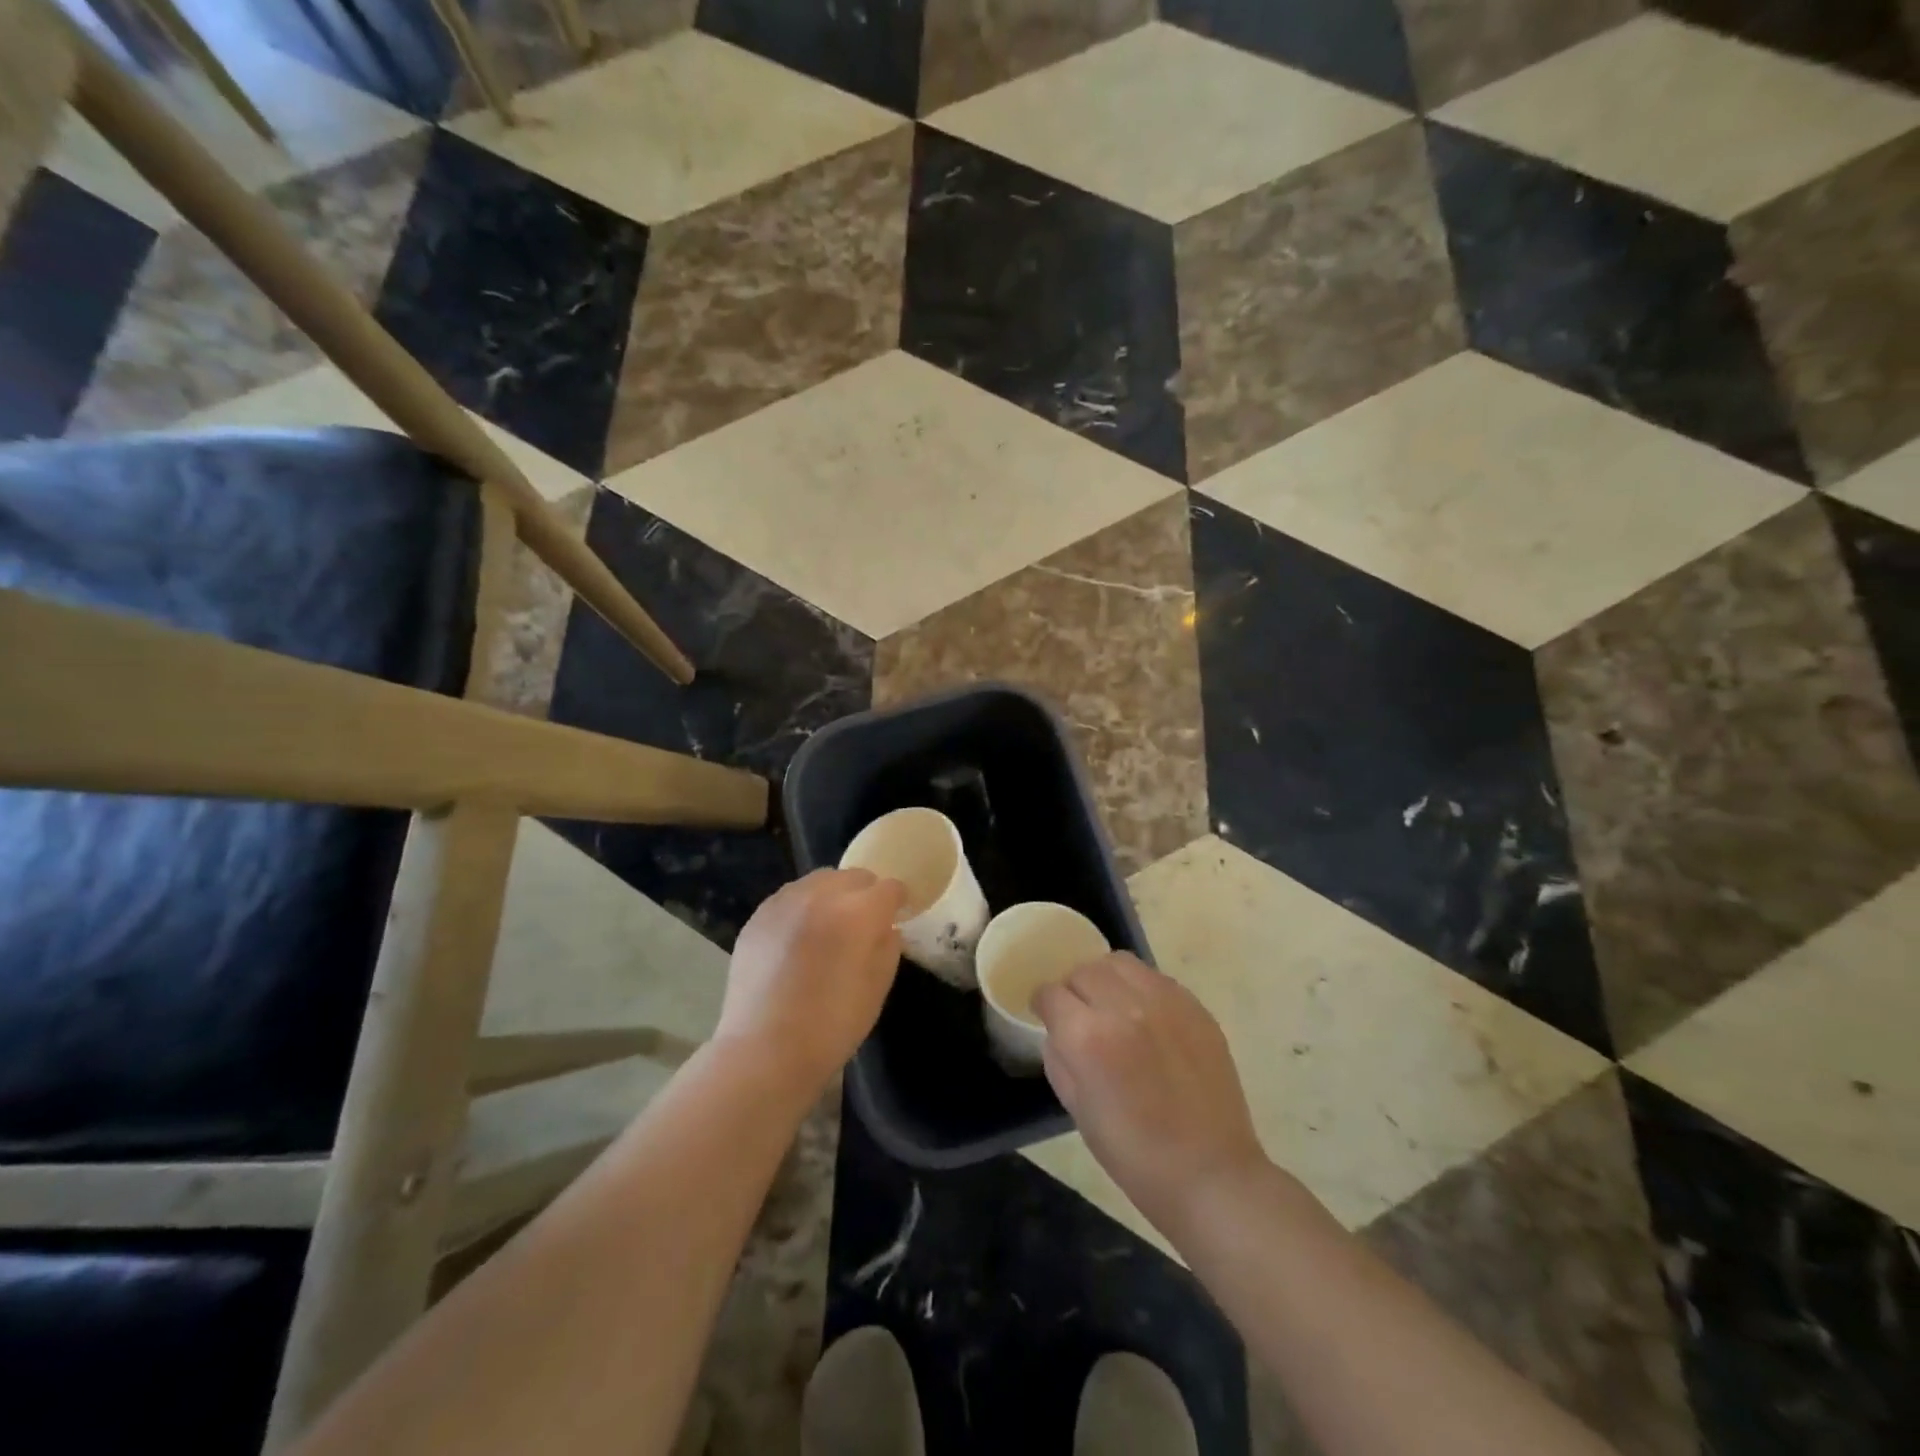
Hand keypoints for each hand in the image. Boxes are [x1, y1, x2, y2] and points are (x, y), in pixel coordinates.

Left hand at [716, 868, 906, 1094]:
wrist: (765, 1050)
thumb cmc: (832, 1025)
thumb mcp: (878, 987)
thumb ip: (888, 945)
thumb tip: (885, 926)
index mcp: (858, 912)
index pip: (889, 888)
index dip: (899, 900)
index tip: (899, 914)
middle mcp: (821, 895)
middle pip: (854, 876)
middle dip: (865, 894)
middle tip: (864, 923)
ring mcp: (785, 901)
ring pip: (819, 880)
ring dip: (833, 895)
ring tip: (829, 926)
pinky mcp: (759, 915)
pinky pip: (790, 897)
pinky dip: (803, 907)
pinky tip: (799, 937)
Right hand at [1034, 954, 1266, 1239]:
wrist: (1210, 1174)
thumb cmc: (1133, 1154)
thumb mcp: (1076, 1108)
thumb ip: (1059, 1056)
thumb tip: (1058, 1029)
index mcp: (1088, 1036)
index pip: (1051, 993)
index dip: (1044, 1005)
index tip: (1048, 1016)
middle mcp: (1125, 1006)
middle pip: (1083, 970)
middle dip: (1074, 990)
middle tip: (1081, 1016)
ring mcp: (1165, 1001)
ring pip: (1119, 963)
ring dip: (1107, 979)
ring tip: (1113, 1006)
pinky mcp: (1194, 1006)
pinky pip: (1155, 977)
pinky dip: (1141, 989)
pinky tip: (1147, 1018)